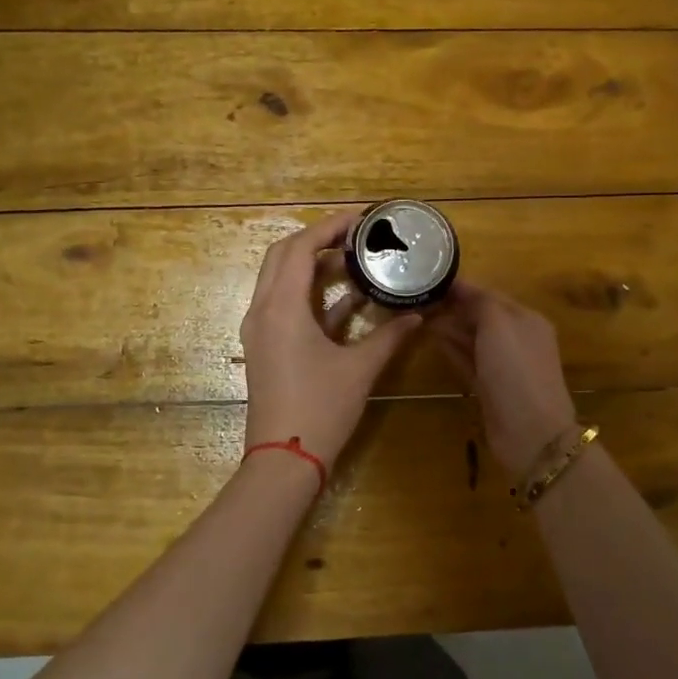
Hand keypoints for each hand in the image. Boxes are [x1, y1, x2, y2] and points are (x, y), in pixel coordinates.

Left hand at [240, 210, 424, 471]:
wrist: (284, 460)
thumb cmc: (321, 409)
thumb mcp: (360, 369)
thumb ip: (389, 336)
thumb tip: (418, 315)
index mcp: (282, 308)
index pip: (300, 248)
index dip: (329, 227)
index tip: (360, 219)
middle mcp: (262, 310)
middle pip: (282, 255)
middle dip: (316, 239)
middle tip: (354, 236)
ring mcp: (259, 330)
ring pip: (278, 279)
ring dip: (310, 264)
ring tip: (350, 260)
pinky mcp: (264, 347)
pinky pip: (281, 304)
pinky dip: (308, 294)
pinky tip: (344, 299)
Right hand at [425, 280, 577, 477]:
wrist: (530, 431)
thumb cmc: (515, 369)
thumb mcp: (499, 324)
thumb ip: (481, 303)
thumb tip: (462, 291)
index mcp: (525, 319)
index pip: (490, 294)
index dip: (462, 287)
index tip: (430, 277)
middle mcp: (517, 339)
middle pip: (481, 316)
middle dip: (453, 307)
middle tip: (419, 298)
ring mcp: (503, 365)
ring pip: (472, 338)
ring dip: (449, 327)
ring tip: (419, 315)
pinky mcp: (490, 387)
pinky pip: (467, 360)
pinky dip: (452, 349)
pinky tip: (432, 340)